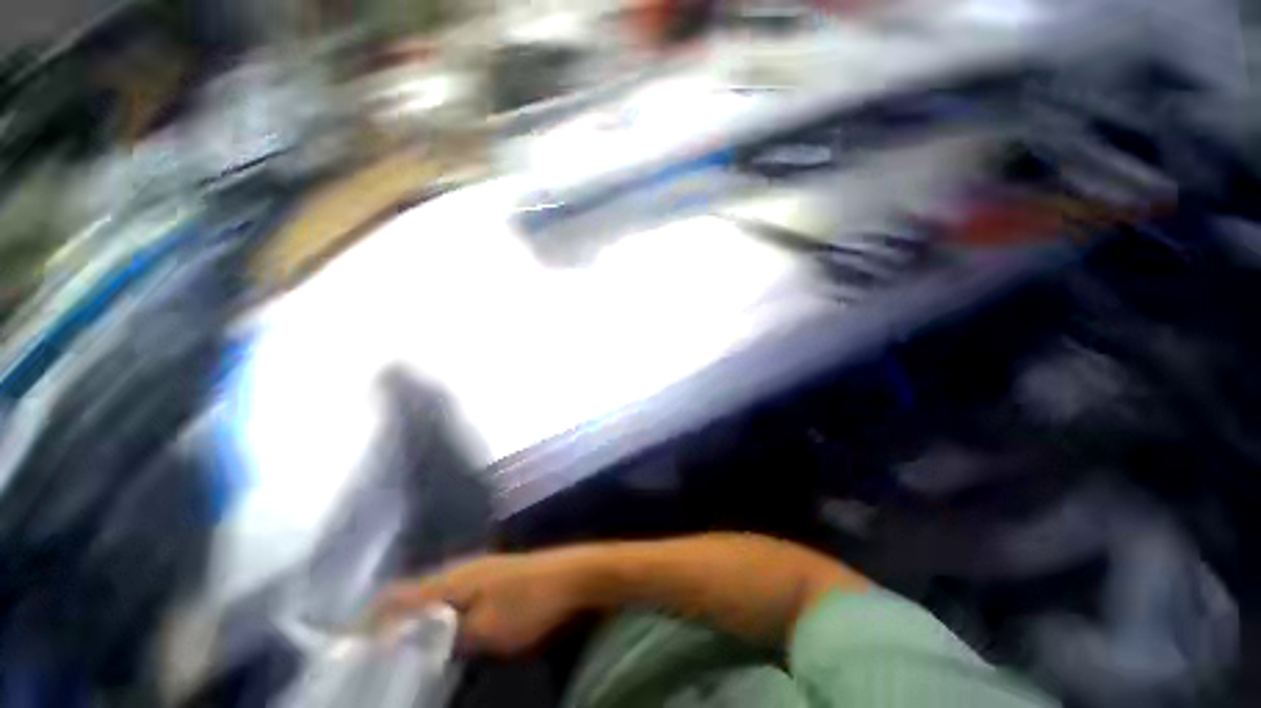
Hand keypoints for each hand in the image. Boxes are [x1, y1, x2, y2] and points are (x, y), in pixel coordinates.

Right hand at [376, 551, 593, 655]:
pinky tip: (442, 632)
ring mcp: (481, 571)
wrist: (573, 576)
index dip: (373, 617)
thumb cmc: (530, 602)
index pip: (400, 594)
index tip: (350, 643)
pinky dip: (440, 615)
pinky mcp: (495, 578)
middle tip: (372, 652)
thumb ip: (449, 640)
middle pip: (414, 593)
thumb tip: (419, 647)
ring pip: (436, 595)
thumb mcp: (486, 631)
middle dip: (391, 620)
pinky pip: (456, 597)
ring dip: (416, 618)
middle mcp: (462, 568)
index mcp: (454, 578)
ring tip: (400, 647)